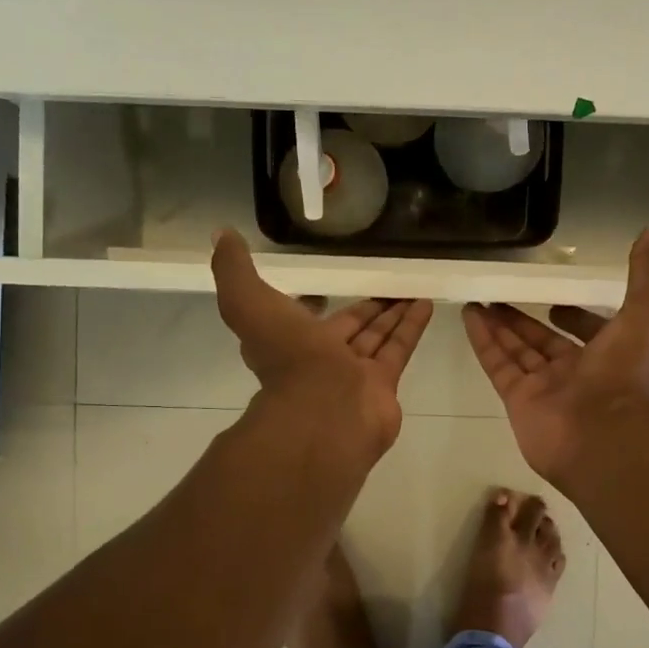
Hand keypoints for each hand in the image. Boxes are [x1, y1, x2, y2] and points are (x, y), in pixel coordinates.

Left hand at [212, 229, 433, 461]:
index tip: (328, 285)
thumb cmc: (287, 356)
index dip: (315, 303)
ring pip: (375, 337)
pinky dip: (411, 326)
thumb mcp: (247, 303)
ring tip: (412, 286)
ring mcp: (353, 375)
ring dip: (392, 313)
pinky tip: (425, 303)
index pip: (303, 319)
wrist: (323, 411)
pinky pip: (398, 349)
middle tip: (385, 283)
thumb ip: (234, 271)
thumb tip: (222, 236)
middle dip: (365, 308)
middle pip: (348, 328)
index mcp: (288, 342)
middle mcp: (321, 360)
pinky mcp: (383, 385)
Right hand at [462, 232, 648, 482]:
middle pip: (545, 342)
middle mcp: (577, 373)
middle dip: (525, 321)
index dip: (576, 317)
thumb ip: (648, 276)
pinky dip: (483, 340)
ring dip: (499, 325)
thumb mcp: (648, 315)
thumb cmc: (627, 375)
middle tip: (502, 297)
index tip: (556, 301)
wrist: (602, 436)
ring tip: (477, 300)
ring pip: (518, 350)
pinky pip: (498, 364)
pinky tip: (469, 315)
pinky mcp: (518, 399)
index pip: (589, 333)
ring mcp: (546, 388)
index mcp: (610, 356)